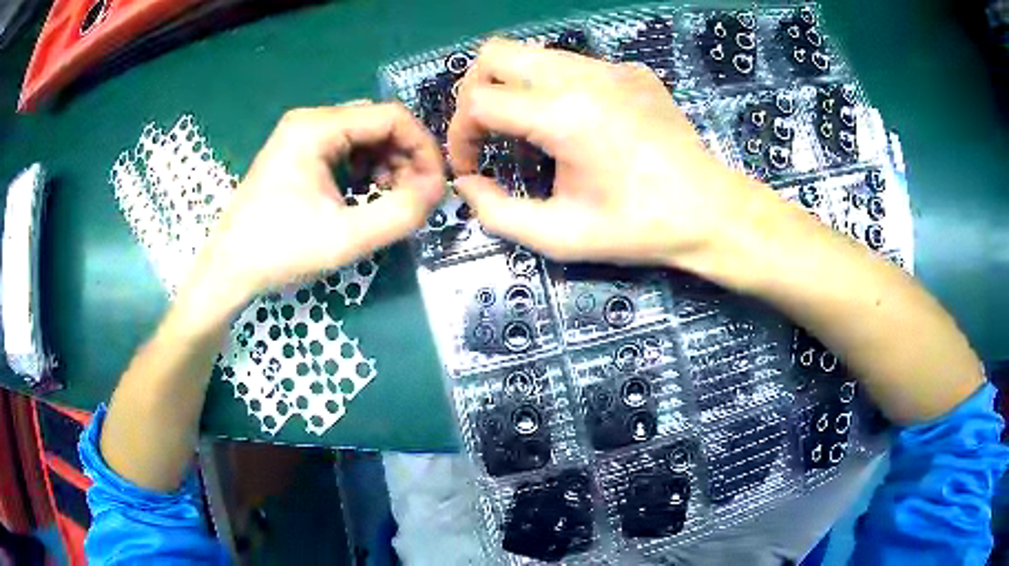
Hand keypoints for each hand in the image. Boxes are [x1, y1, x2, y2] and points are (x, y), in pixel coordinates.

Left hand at [190, 102, 444, 309]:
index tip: (435, 186)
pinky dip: (365, 168)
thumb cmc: (279, 252)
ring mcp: (301, 135)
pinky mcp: (297, 152)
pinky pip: (346, 148)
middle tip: (412, 197)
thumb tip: (439, 189)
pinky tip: (363, 194)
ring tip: (387, 198)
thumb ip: (400, 213)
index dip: (423, 148)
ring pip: (364, 135)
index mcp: (317, 128)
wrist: (228, 269)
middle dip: (405, 157)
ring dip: (387, 164)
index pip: (392, 117)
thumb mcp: (345, 238)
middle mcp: (310, 121)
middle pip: (378, 123)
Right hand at [448, 39, 773, 269]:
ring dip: (514, 86)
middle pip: (495, 54)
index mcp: (563, 115)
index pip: (478, 100)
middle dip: (476, 92)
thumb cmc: (639, 228)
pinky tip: (576, 122)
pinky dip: (554, 86)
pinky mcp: (632, 71)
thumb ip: (497, 213)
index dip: (460, 135)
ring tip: (529, 130)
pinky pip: (573, 64)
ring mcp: (611, 68)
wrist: (711, 212)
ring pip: (533, 53)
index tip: (472, 167)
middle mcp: (582, 77)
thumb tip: (467, 184)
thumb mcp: (561, 236)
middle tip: (488, 133)